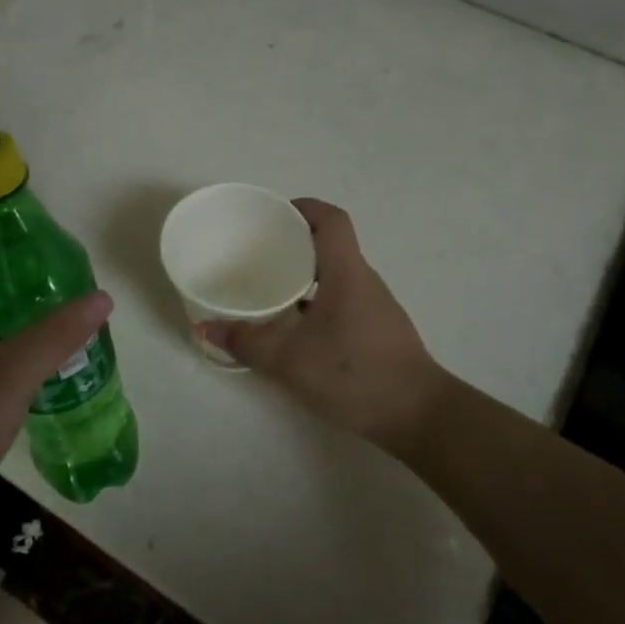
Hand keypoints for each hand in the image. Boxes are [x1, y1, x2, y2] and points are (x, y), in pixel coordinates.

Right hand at [201, 200, 444, 452]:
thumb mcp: (290, 359)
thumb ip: (247, 342)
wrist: (418, 416)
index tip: (273, 215)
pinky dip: (316, 302)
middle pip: (330, 245)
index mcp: (346, 271)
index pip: (331, 220)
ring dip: (304, 276)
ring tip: (269, 289)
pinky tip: (295, 327)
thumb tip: (205, 328)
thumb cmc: (354, 373)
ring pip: (335, 276)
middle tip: (257, 253)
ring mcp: (374, 307)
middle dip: (294, 244)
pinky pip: (342, 300)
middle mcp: (363, 280)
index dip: (304, 207)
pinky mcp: (377, 331)